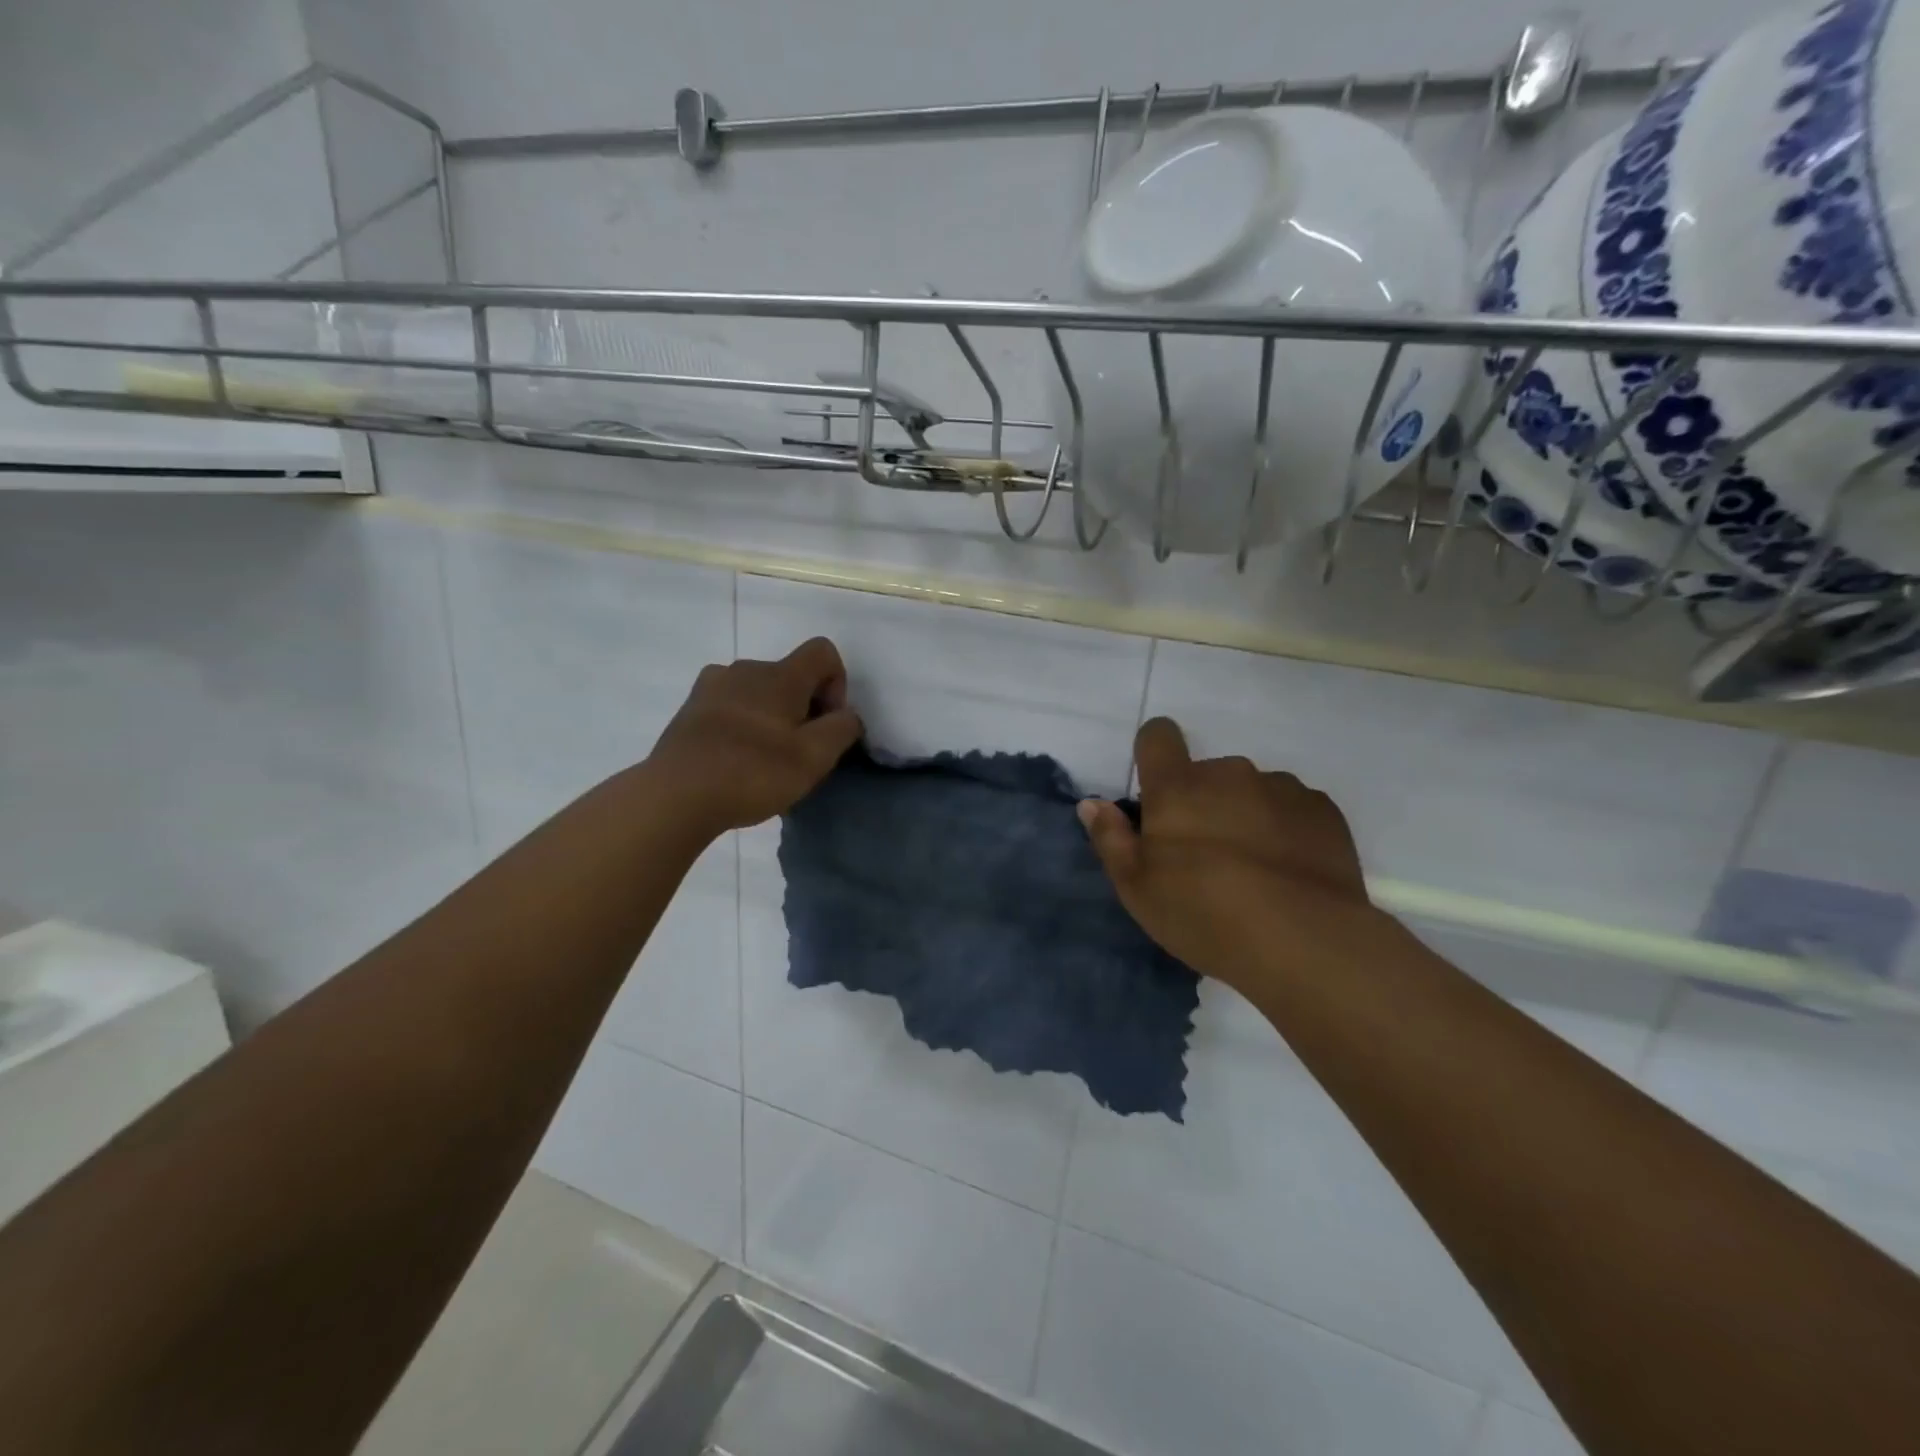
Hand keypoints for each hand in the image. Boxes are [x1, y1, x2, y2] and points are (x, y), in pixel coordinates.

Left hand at [648, 637, 862, 835]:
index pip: (823, 652)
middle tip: (798, 752)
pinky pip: (731, 706)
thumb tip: (846, 714)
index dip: (837, 683)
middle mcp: (745, 669)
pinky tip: (736, 760)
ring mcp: (711, 687)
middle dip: (804, 707)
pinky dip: (743, 725)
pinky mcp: (690, 709)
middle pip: (790, 675)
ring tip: (765, 759)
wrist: (675, 796)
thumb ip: (842, 729)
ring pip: (759, 691)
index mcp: (779, 675)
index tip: (826, 723)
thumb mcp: (815, 757)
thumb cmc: (753, 773)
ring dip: (772, 716)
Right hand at [1079, 717, 1377, 995]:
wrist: (1305, 941)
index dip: (1153, 751)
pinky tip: (1289, 873)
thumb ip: (1111, 839)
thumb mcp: (1138, 889)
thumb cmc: (1204, 913)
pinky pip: (1293, 809)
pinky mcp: (1323, 811)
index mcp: (1177, 787)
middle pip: (1207, 773)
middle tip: (1206, 856)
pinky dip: (1286, 829)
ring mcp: (1281, 788)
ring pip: (1252, 791)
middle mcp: (1229, 774)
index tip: (1157, 788)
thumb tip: (1092, 804)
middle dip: (1202, 801)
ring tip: (1255, 869)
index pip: (1158, 736)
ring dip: (1245, 814)